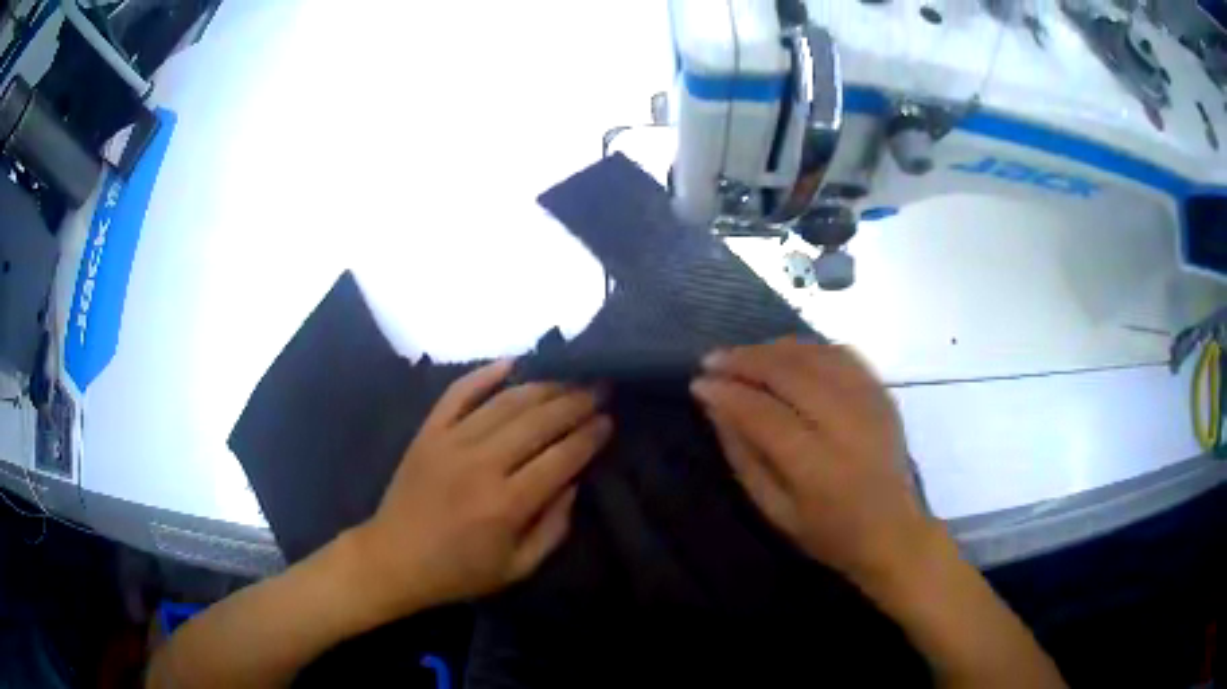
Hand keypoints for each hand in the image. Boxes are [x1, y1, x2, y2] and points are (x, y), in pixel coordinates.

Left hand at [350, 360, 611, 618]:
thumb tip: (573, 482)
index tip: (608, 421)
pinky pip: (458, 393)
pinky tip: (511, 362)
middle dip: (575, 402)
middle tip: (600, 388)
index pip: (560, 458)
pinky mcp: (428, 432)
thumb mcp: (518, 567)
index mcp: (507, 504)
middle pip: (538, 422)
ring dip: (543, 387)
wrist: (394, 559)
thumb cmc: (459, 570)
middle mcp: (482, 464)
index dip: (589, 437)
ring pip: (505, 403)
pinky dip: (484, 374)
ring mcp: (451, 442)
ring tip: (569, 378)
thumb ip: (553, 527)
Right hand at [690, 337, 934, 586]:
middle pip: (790, 373)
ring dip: (774, 349)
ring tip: (745, 355)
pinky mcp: (883, 394)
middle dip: (745, 360)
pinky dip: (810, 348)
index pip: (763, 413)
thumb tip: (716, 408)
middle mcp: (846, 425)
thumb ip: (744, 458)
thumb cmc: (829, 533)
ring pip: (816, 355)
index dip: (727, 393)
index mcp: (817, 465)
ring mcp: (869, 403)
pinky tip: (789, 354)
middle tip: (713, 360)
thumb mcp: (775, 511)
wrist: (893, 532)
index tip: (699, 383)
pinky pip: (843, 354)